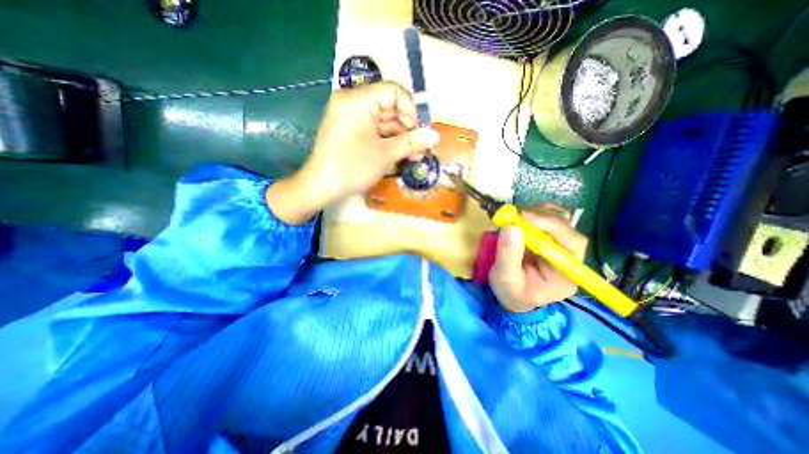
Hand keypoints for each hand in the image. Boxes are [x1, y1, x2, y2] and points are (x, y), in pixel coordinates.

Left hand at [267, 82, 439, 224]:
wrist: (321, 187)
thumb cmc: (352, 168)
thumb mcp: (385, 154)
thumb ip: (411, 142)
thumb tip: (435, 136)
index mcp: (358, 100)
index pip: (394, 92)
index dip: (412, 110)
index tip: (422, 132)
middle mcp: (353, 102)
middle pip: (390, 107)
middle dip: (409, 128)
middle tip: (422, 148)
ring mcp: (351, 117)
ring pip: (384, 121)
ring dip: (401, 137)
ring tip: (415, 156)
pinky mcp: (351, 130)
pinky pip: (375, 130)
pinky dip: (389, 141)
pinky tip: (402, 154)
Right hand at [486, 205, 589, 311]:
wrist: (511, 296)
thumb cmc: (511, 292)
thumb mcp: (505, 277)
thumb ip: (508, 254)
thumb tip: (511, 226)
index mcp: (566, 273)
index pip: (572, 243)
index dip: (552, 225)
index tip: (524, 216)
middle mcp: (569, 257)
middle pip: (567, 228)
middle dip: (542, 217)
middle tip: (516, 215)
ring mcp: (559, 246)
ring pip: (560, 219)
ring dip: (538, 213)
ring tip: (517, 217)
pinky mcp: (548, 239)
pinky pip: (549, 219)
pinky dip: (535, 213)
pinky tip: (522, 218)